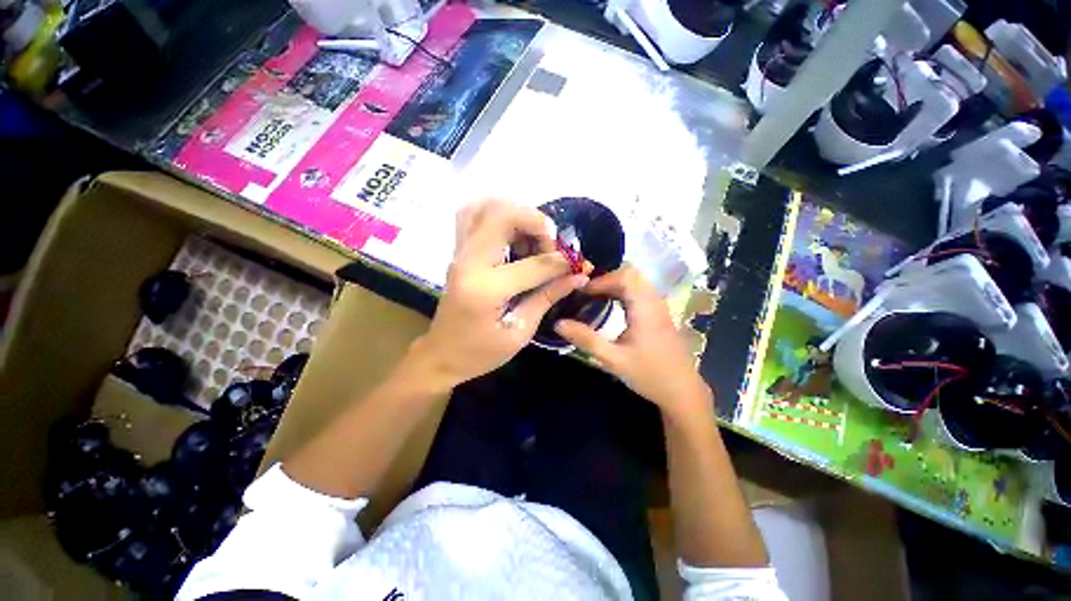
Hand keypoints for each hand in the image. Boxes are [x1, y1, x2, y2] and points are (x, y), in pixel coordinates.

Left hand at [413, 199, 587, 388]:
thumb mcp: (520, 332)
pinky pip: (474, 216)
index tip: (578, 264)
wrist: (441, 355)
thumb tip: (578, 276)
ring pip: (486, 208)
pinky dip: (499, 215)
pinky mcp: (458, 252)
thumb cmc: (480, 353)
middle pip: (502, 216)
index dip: (561, 262)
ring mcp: (460, 253)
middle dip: (536, 223)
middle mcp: (469, 262)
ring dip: (517, 216)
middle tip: (552, 243)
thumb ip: (548, 298)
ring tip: (534, 239)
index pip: (533, 264)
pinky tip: (515, 234)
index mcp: (485, 289)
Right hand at [554, 267, 710, 415]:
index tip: (582, 293)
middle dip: (607, 280)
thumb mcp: (613, 359)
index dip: (601, 280)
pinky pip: (640, 292)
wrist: (682, 391)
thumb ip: (586, 340)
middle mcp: (654, 302)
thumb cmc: (649, 375)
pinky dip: (623, 292)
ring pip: (637, 282)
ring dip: (615, 285)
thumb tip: (558, 323)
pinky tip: (611, 306)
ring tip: (595, 298)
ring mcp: (659, 307)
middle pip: (632, 275)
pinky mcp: (659, 314)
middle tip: (587, 294)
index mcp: (645, 309)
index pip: (625, 277)